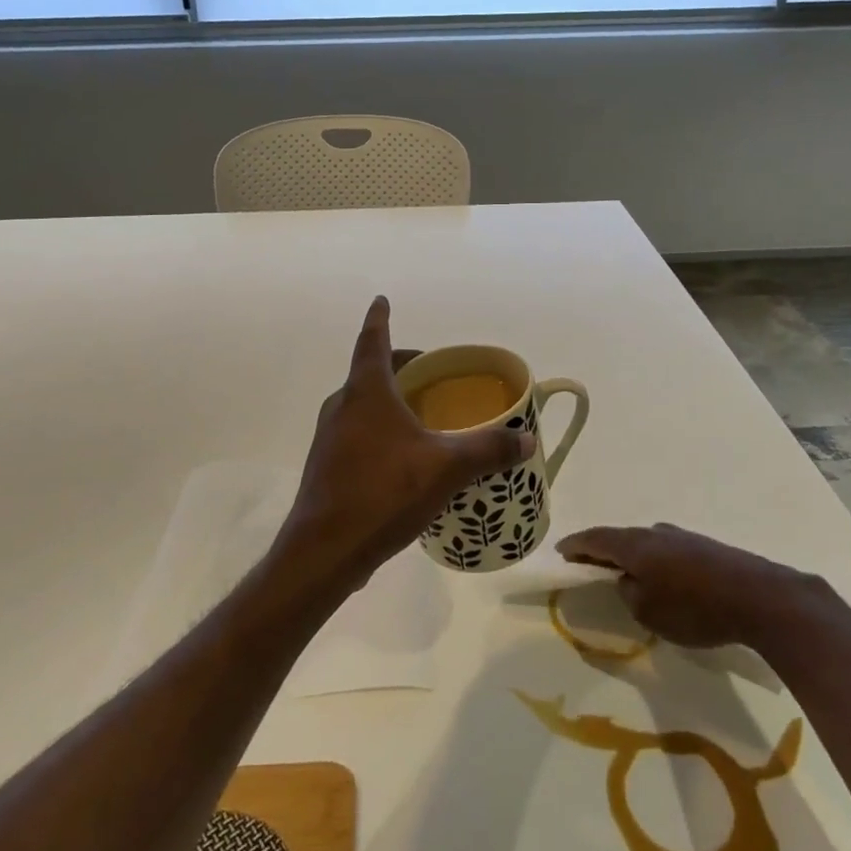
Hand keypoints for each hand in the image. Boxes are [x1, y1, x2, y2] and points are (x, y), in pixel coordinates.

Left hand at [274, 297, 535, 596]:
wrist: (325, 550)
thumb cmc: (383, 493)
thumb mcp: (445, 468)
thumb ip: (486, 450)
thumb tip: (525, 440)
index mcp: (366, 392)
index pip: (373, 341)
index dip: (380, 319)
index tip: (381, 300)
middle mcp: (342, 406)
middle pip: (369, 372)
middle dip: (398, 365)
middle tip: (427, 369)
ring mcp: (329, 437)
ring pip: (361, 404)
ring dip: (388, 399)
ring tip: (420, 413)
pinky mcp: (326, 466)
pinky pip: (356, 432)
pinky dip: (379, 428)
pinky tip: (401, 456)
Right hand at [557, 522, 807, 647]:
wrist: (759, 597)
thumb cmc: (695, 608)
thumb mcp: (650, 612)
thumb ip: (630, 594)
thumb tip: (629, 581)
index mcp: (635, 545)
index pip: (596, 539)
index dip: (576, 545)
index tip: (561, 551)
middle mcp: (655, 533)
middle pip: (621, 538)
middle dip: (603, 550)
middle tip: (589, 563)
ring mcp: (683, 537)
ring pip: (646, 544)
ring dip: (632, 555)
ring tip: (626, 572)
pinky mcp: (705, 548)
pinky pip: (667, 551)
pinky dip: (655, 561)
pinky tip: (663, 578)